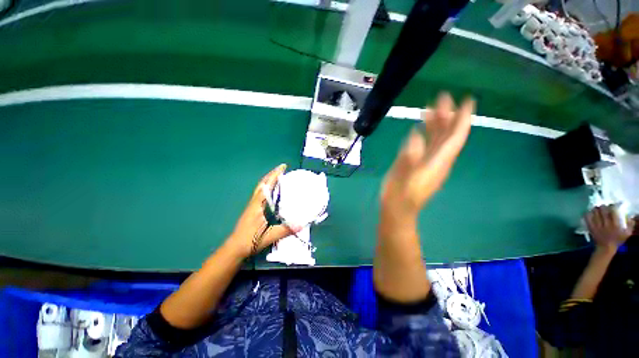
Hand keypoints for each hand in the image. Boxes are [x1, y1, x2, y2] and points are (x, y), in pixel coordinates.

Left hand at [226, 164, 297, 257]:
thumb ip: (285, 230)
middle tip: (282, 169)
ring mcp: (252, 205)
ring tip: (279, 176)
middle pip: (262, 184)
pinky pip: (261, 194)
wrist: (234, 248)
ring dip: (269, 180)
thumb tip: (301, 224)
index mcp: (257, 205)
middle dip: (272, 174)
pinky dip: (267, 187)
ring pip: (261, 188)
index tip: (283, 167)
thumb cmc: (250, 241)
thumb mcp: (269, 236)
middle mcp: (254, 202)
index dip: (275, 175)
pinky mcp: (253, 209)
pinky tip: (273, 191)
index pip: (267, 186)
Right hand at [381, 93, 474, 222]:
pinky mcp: (417, 163)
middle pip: (447, 134)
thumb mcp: (405, 177)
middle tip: (442, 97)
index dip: (462, 118)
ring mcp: (427, 161)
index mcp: (438, 161)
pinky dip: (424, 134)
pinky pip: (425, 145)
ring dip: (436, 123)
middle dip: (447, 115)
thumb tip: (415, 135)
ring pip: (436, 139)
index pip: (455, 136)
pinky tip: (419, 127)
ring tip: (430, 107)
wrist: (397, 209)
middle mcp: (437, 159)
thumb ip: (409, 156)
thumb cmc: (401, 195)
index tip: (467, 100)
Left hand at [586, 205, 634, 253]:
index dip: (612, 206)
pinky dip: (587, 214)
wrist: (606, 248)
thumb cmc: (617, 241)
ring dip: (595, 209)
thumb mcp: (626, 234)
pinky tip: (588, 212)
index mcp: (615, 225)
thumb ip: (630, 225)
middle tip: (602, 206)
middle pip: (603, 211)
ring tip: (596, 208)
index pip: (613, 212)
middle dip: (602, 207)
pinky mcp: (591, 228)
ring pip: (595, 214)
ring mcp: (598, 226)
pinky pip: (587, 219)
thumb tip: (631, 217)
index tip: (611, 205)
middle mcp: (606, 224)